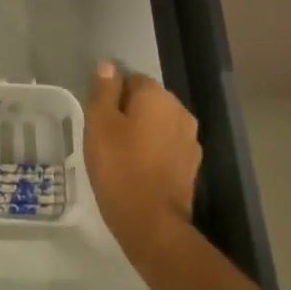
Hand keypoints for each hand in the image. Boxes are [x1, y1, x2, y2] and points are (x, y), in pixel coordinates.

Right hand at [84, 61, 199, 265]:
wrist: (152, 223)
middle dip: (129, 111)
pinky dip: (154, 151)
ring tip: (120, 154)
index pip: (131, 78)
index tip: (98, 117)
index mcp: (157, 95)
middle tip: (105, 136)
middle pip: (148, 100)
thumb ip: (104, 90)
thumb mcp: (99, 123)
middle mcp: (180, 111)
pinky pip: (167, 146)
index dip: (112, 95)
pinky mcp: (192, 166)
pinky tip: (138, 169)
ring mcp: (190, 140)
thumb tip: (109, 66)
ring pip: (159, 124)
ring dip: (142, 132)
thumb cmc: (119, 167)